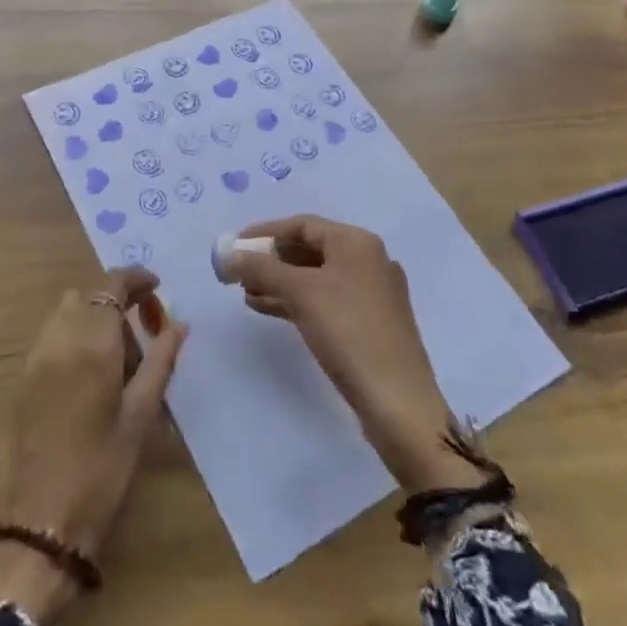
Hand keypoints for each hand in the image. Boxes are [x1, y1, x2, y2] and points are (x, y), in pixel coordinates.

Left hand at [0, 267, 186, 623]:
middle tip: (145, 341)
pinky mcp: (22, 379)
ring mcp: (35, 358)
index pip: (112, 285)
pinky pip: (52, 337)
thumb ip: (161, 362)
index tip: (158, 289)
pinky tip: (91, 379)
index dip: (136, 279)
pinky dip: (74, 338)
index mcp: (92, 342)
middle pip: (90, 296)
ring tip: (119, 363)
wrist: (35, 526)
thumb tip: (178, 324)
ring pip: (68, 314)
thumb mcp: (140, 417)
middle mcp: (59, 338)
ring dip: (95, 320)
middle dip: (119, 305)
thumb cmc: (100, 472)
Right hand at [223, 216, 480, 492]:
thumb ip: (262, 269)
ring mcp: (372, 293)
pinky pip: (326, 300)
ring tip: (247, 294)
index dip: (266, 232)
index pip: (303, 224)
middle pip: (310, 249)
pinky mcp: (370, 323)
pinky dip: (297, 301)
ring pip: (316, 277)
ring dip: (280, 282)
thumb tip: (229, 255)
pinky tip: (269, 309)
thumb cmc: (348, 331)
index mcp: (357, 242)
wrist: (397, 400)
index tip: (236, 246)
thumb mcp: (300, 293)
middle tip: (240, 273)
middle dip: (272, 260)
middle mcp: (368, 260)